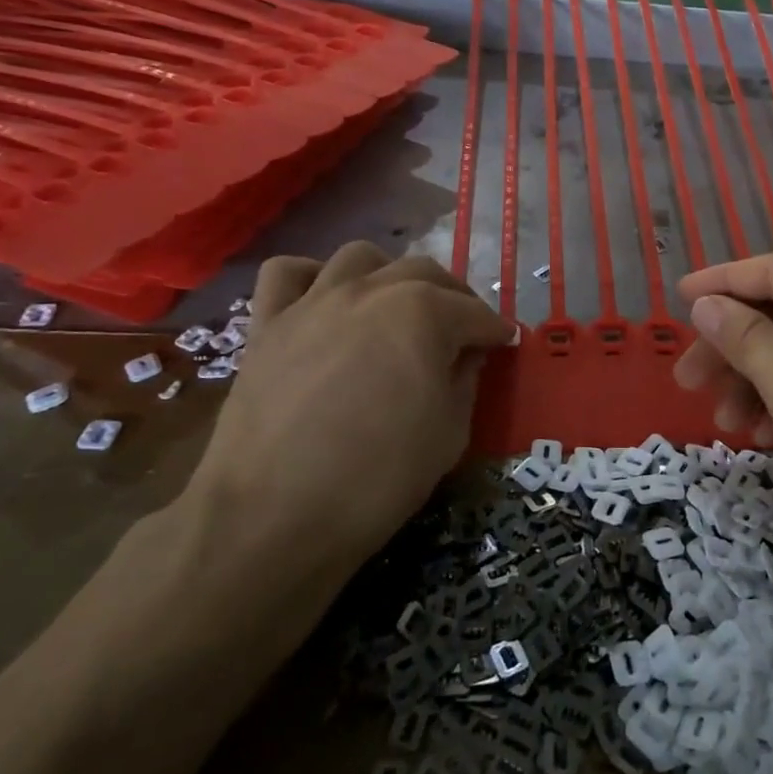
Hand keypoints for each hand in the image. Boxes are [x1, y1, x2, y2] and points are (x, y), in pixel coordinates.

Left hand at [184, 243, 512, 607]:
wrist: (274, 516)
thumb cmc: (378, 478)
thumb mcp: (449, 434)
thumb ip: (464, 381)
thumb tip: (465, 355)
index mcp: (424, 314)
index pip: (474, 313)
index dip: (494, 329)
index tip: (504, 342)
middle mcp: (371, 291)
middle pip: (424, 273)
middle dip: (453, 297)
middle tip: (462, 329)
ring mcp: (314, 301)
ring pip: (360, 257)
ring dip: (389, 274)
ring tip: (395, 305)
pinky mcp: (268, 324)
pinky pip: (287, 273)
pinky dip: (310, 277)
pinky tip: (323, 300)